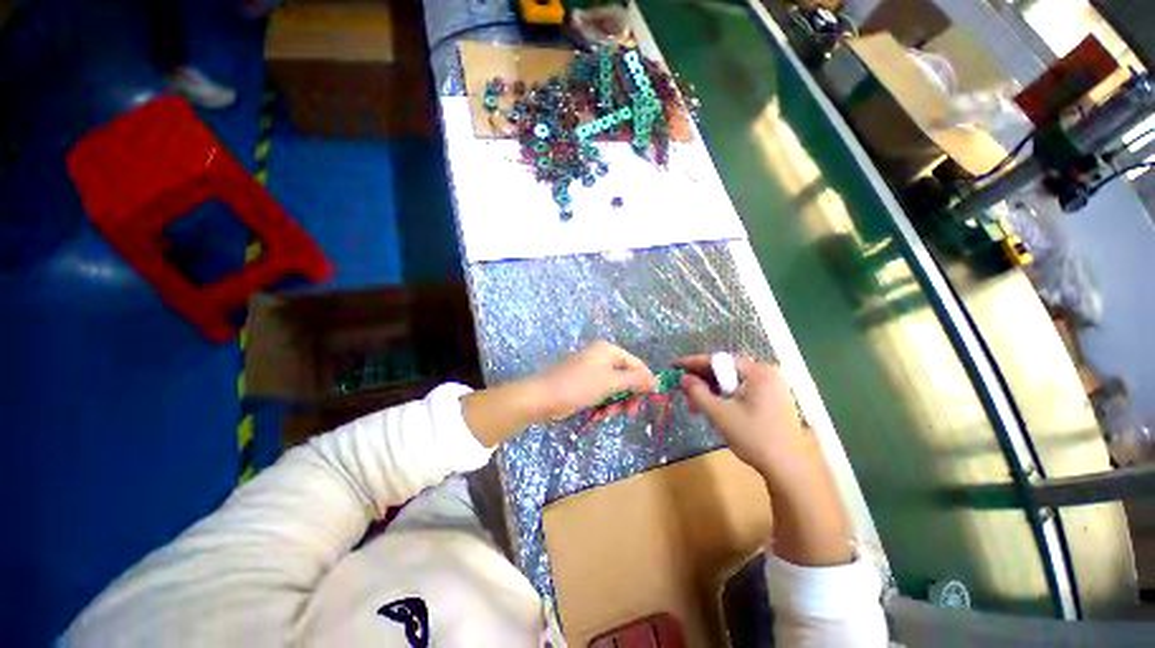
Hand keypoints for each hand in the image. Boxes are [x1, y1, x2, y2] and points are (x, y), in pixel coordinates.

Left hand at [526, 341, 656, 421]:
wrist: (543, 398)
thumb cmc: (578, 386)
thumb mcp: (610, 382)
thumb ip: (635, 380)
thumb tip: (656, 380)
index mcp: (607, 351)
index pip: (636, 364)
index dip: (644, 381)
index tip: (650, 399)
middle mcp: (601, 357)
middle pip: (625, 377)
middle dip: (627, 396)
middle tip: (629, 412)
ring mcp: (591, 371)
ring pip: (614, 389)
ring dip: (615, 404)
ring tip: (607, 415)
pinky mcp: (583, 385)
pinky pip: (601, 394)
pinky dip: (603, 405)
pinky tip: (598, 415)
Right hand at [676, 355, 813, 484]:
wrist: (788, 469)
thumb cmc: (754, 438)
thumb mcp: (720, 414)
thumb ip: (698, 393)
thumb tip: (682, 378)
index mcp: (758, 372)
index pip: (719, 360)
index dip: (694, 362)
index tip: (675, 365)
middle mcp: (767, 374)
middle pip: (726, 370)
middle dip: (702, 380)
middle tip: (683, 389)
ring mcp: (772, 387)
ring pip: (732, 381)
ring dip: (711, 390)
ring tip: (695, 404)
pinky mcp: (772, 399)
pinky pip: (742, 390)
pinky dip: (725, 396)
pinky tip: (713, 407)